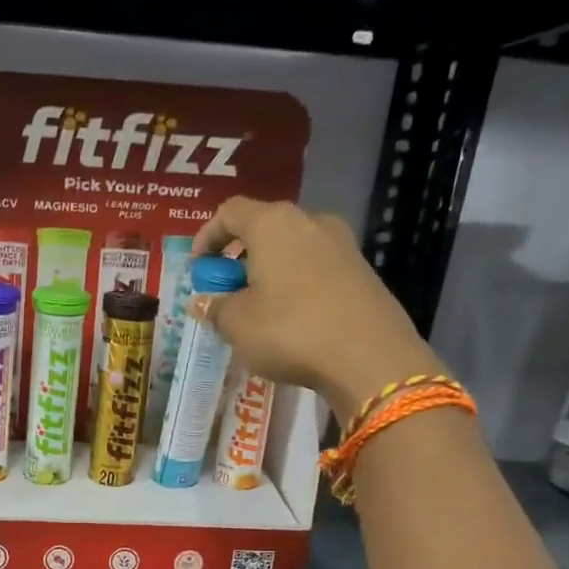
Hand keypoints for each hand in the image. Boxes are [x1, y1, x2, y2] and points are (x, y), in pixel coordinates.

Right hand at [190, 198, 438, 419]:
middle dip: (239, 257)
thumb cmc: (290, 331)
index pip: (230, 212)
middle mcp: (310, 221)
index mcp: (273, 224)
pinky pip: (316, 268)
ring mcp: (342, 244)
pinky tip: (291, 318)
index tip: (198, 268)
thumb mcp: (237, 325)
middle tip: (226, 291)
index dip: (207, 236)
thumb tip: (204, 301)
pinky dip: (295, 284)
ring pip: (292, 248)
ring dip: (269, 272)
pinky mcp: (362, 270)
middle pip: (264, 227)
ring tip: (258, 308)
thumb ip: (215, 308)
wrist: (369, 357)